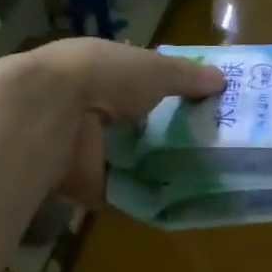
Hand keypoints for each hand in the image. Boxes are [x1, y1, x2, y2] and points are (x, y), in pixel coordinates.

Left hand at [19, 38, 224, 205]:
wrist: (51, 116)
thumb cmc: (102, 77)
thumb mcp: (153, 68)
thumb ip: (186, 76)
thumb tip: (221, 80)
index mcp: (100, 74)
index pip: (137, 85)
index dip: (167, 94)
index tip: (203, 108)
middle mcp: (91, 112)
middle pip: (136, 127)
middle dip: (167, 137)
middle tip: (212, 148)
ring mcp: (87, 152)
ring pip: (130, 162)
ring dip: (159, 170)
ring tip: (207, 178)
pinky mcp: (88, 188)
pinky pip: (125, 196)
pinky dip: (148, 200)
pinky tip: (184, 204)